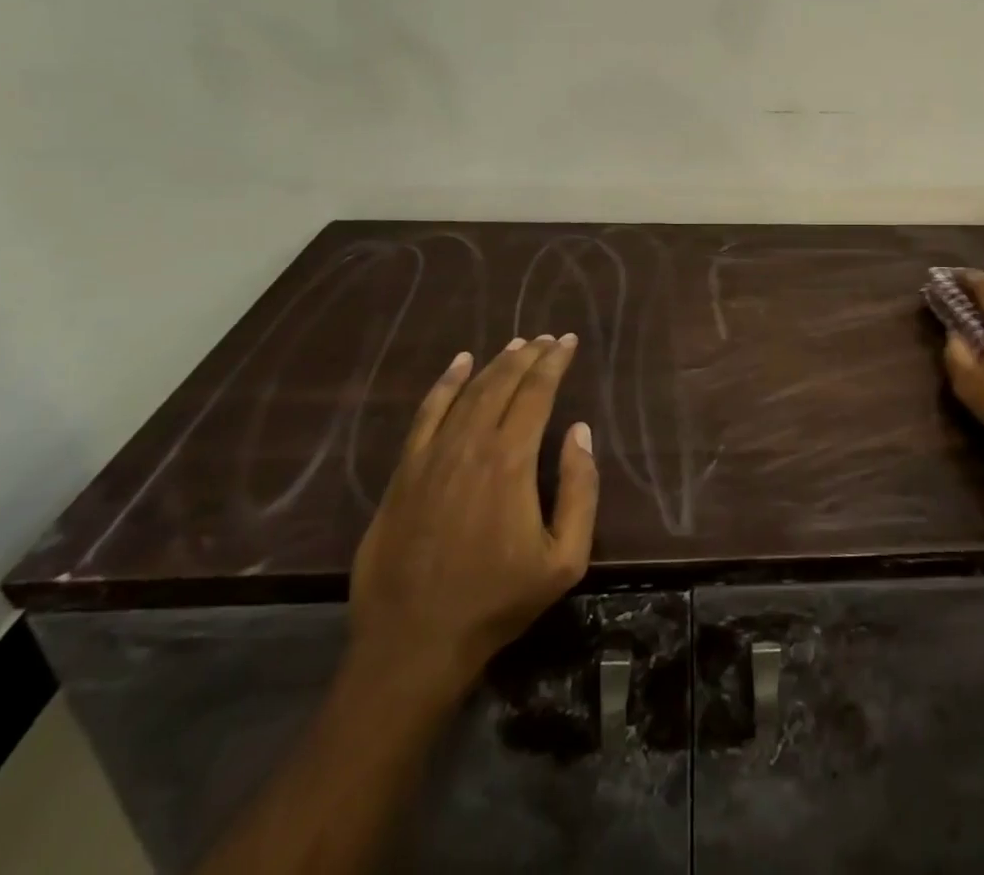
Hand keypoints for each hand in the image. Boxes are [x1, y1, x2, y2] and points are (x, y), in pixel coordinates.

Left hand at [348, 336, 598, 706]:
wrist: (413, 646)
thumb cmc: (497, 602)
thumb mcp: (565, 559)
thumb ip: (580, 490)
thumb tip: (579, 431)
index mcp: (510, 462)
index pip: (537, 393)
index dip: (554, 362)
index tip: (568, 341)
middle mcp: (470, 446)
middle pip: (502, 384)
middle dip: (528, 355)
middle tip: (547, 338)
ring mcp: (431, 458)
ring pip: (467, 393)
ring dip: (495, 364)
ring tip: (516, 344)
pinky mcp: (404, 474)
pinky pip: (426, 415)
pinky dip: (444, 384)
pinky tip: (458, 364)